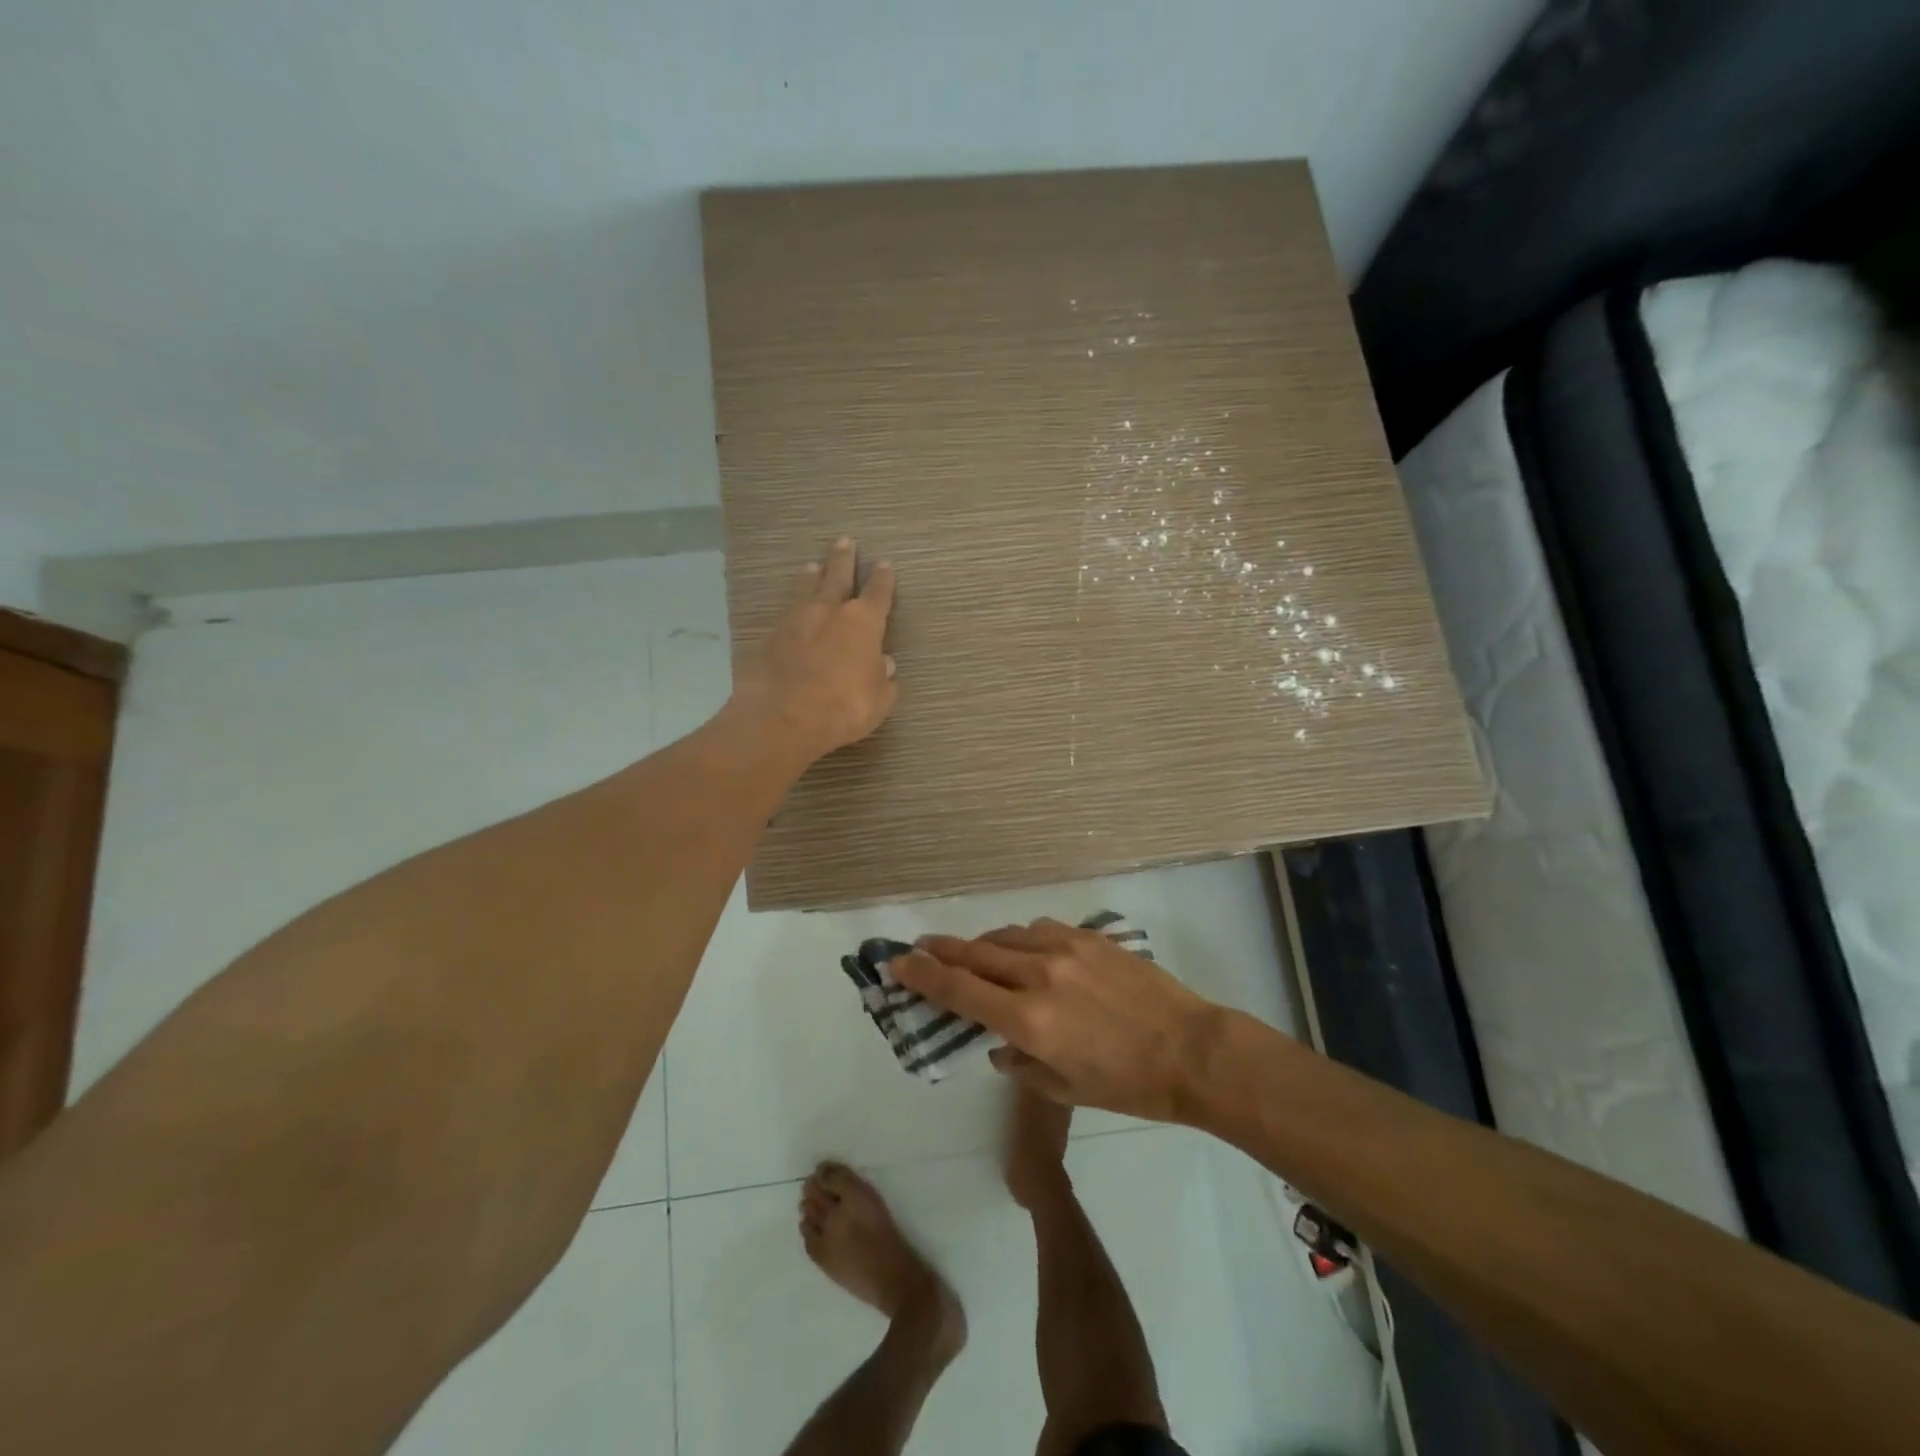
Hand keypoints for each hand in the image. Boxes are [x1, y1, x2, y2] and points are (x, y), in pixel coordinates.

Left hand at [731, 538, 897, 761]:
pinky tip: (791, 608)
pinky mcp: (769, 637)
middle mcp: (830, 612)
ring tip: (813, 565)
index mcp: (863, 623)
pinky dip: (792, 606)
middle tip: (844, 541)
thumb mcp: (878, 699)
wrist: (783, 718)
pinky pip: (785, 613)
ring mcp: (796, 621)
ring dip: (812, 576)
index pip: (878, 593)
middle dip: (843, 559)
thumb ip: (883, 679)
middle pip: (838, 576)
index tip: (884, 564)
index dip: (883, 579)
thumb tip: (883, 663)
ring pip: (806, 589)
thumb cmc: (843, 708)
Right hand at [892, 919, 1221, 1121]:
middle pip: (974, 953)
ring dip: (981, 945)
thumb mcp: (1066, 1089)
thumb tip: (999, 1047)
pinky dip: (1019, 939)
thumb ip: (1021, 1065)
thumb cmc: (1128, 1084)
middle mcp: (1039, 976)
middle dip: (940, 950)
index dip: (921, 975)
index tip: (897, 963)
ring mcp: (1065, 949)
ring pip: (1005, 936)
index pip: (959, 990)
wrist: (1192, 1050)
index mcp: (1029, 1021)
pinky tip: (1023, 950)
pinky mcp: (1089, 937)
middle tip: (918, 948)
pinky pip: (1039, 930)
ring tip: (971, 953)